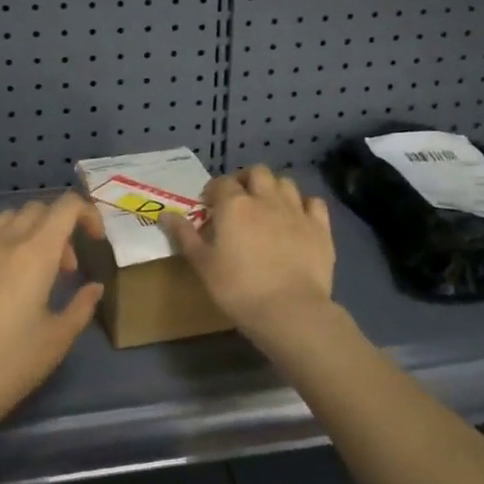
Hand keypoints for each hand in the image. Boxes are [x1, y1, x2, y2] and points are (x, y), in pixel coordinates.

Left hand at [0, 193, 104, 443]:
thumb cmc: (9, 367)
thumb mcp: (57, 340)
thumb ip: (82, 306)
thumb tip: (94, 287)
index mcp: (35, 254)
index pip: (67, 206)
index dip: (87, 214)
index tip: (94, 240)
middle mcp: (2, 241)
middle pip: (37, 209)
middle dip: (59, 228)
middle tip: (62, 268)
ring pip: (5, 217)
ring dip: (26, 231)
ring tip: (27, 267)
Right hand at [162, 167, 339, 348]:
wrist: (289, 310)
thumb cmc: (238, 288)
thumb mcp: (203, 264)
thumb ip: (184, 235)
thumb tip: (164, 214)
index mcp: (234, 205)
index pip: (221, 183)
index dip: (213, 191)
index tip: (209, 207)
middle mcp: (266, 199)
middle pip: (257, 172)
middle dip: (246, 180)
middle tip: (239, 201)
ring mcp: (296, 210)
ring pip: (285, 182)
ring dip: (274, 189)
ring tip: (267, 208)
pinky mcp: (320, 227)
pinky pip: (313, 202)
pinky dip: (304, 205)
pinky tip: (297, 219)